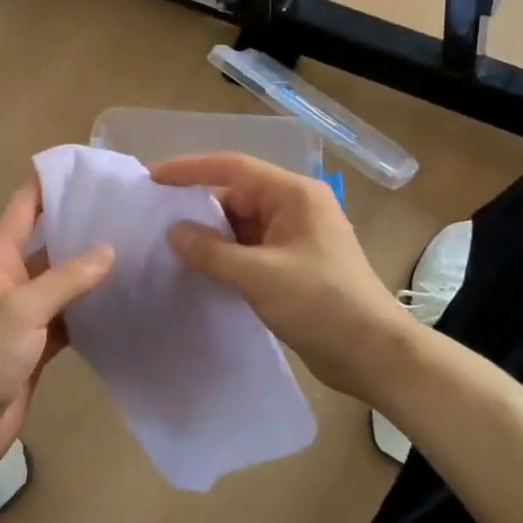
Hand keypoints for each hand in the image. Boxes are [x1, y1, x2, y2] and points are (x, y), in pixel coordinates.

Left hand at [0, 177, 112, 490]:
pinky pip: (71, 316)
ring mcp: (26, 313)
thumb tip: (109, 249)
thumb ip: (64, 280)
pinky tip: (126, 298)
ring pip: (65, 280)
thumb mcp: (18, 311)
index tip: (88, 164)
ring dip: (94, 267)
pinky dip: (94, 307)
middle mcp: (12, 278)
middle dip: (84, 223)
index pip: (23, 206)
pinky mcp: (39, 344)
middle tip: (132, 207)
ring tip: (140, 247)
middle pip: (50, 240)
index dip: (49, 181)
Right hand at [151, 153, 409, 398]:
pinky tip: (198, 270)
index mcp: (294, 195)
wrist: (371, 354)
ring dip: (210, 237)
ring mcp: (294, 238)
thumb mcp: (259, 276)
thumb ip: (211, 252)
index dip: (189, 169)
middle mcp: (294, 208)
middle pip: (235, 196)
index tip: (151, 178)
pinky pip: (249, 250)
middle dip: (197, 208)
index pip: (233, 168)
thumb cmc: (321, 303)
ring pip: (241, 226)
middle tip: (153, 222)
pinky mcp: (292, 266)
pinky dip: (225, 257)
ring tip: (167, 248)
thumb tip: (174, 232)